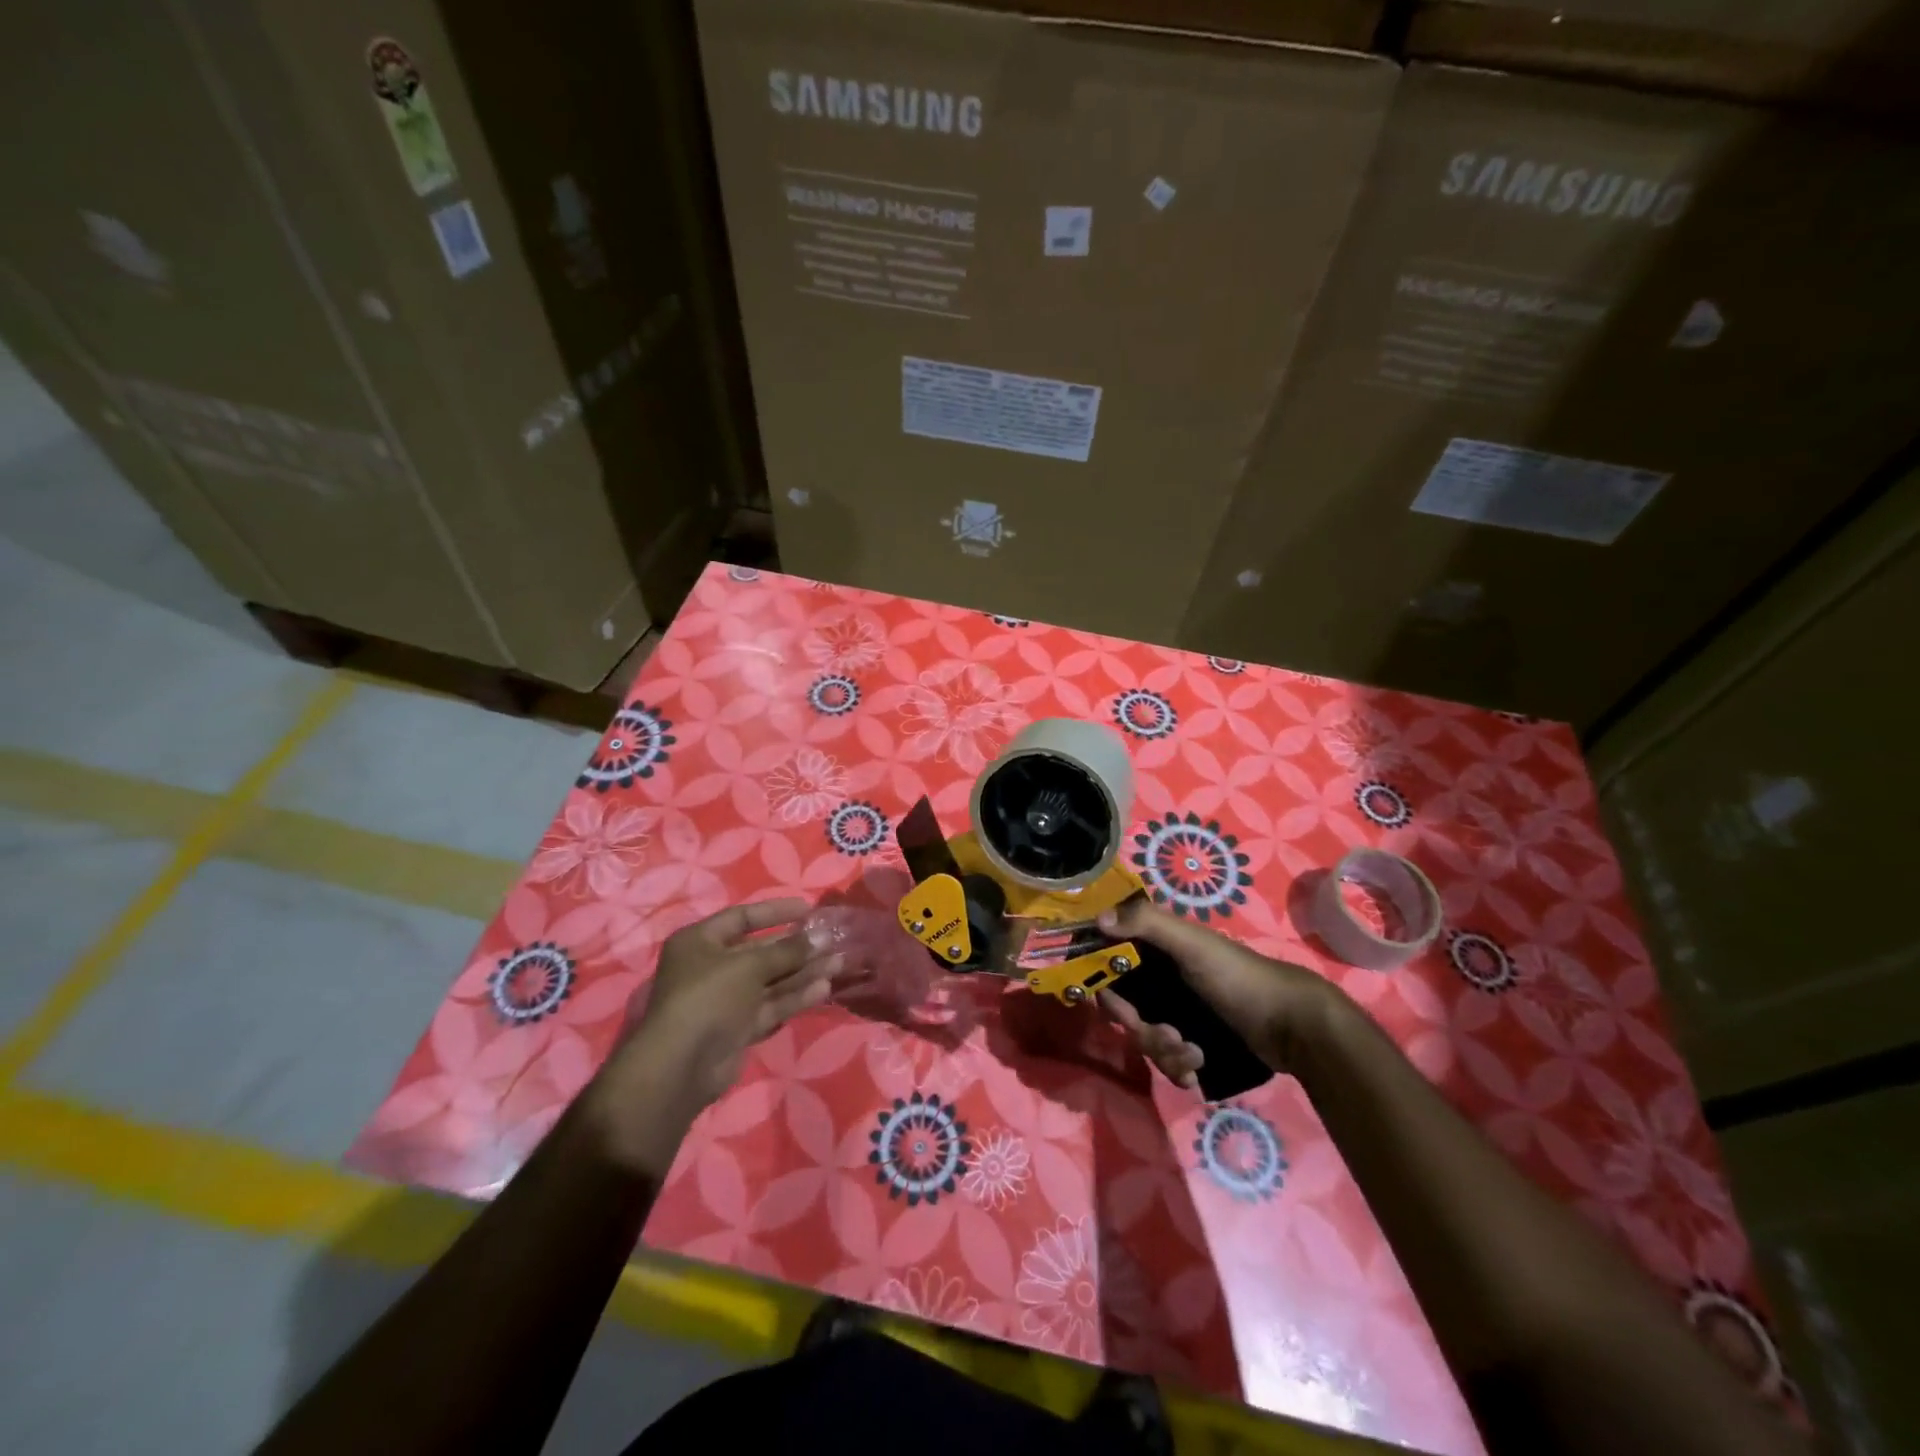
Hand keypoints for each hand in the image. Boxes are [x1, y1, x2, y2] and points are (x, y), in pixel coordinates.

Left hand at [586, 899, 841, 1170]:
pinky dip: (794, 997)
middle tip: (832, 939)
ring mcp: (725, 1000)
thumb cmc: (709, 997)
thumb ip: (787, 950)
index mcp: (700, 942)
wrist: (682, 1066)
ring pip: (770, 980)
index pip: (742, 918)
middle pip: (761, 951)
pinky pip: (770, 1006)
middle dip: (797, 946)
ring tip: (838, 962)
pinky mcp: (738, 1028)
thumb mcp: (749, 965)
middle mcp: (711, 967)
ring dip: (803, 971)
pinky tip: (824, 989)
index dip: (776, 912)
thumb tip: (821, 938)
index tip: (809, 910)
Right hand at [1094, 897, 1340, 1087]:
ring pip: (1145, 1038)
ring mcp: (1177, 1013)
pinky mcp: (1193, 1042)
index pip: (1110, 963)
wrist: (1293, 1026)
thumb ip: (1147, 923)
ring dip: (1164, 1052)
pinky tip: (1197, 1069)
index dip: (1105, 985)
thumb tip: (1098, 920)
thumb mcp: (1192, 944)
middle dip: (1143, 1029)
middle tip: (1171, 1036)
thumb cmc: (1238, 977)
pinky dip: (1178, 1068)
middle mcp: (1161, 979)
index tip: (1117, 1005)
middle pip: (1125, 1009)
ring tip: (1194, 1056)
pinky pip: (1166, 1061)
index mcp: (1156, 949)